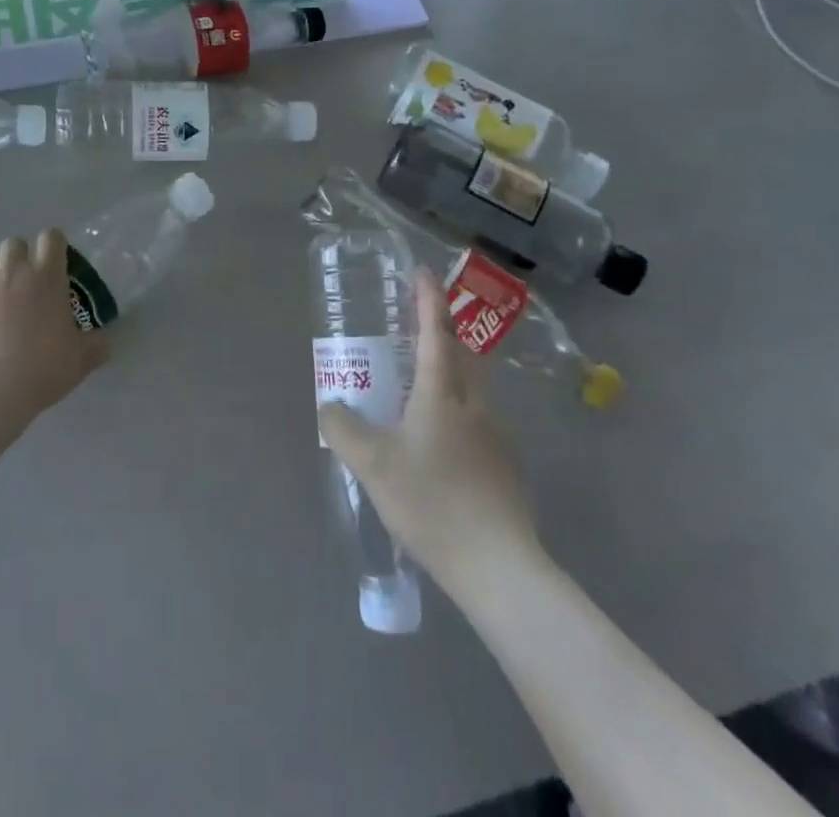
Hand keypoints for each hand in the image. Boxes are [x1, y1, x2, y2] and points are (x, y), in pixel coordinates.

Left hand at [0, 229, 107, 416]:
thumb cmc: (43, 367)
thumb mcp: (81, 360)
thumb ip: (96, 345)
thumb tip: (105, 341)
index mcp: (47, 276)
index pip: (51, 237)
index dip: (54, 244)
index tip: (56, 261)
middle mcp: (12, 272)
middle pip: (13, 243)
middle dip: (19, 256)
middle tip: (24, 284)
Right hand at [318, 268, 542, 595]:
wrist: (499, 566)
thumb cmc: (432, 502)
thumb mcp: (372, 464)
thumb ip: (343, 429)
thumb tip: (330, 406)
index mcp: (443, 393)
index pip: (435, 332)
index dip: (428, 299)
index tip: (423, 272)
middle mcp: (475, 403)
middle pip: (462, 354)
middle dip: (443, 332)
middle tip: (417, 327)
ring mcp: (497, 435)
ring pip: (473, 388)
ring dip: (451, 373)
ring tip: (421, 387)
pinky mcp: (507, 466)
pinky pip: (479, 421)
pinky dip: (459, 412)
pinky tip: (440, 444)